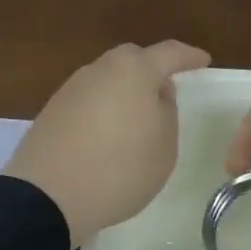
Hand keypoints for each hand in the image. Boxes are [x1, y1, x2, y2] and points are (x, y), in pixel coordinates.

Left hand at [4, 41, 210, 246]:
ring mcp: (72, 88)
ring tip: (137, 117)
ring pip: (108, 78)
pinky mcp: (53, 110)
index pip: (169, 53)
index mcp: (134, 71)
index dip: (189, 56)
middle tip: (166, 90)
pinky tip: (107, 133)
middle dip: (152, 69)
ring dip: (125, 90)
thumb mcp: (163, 147)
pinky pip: (89, 99)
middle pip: (132, 59)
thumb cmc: (119, 169)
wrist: (47, 196)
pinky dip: (104, 108)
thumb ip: (166, 112)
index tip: (203, 60)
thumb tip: (156, 95)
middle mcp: (101, 69)